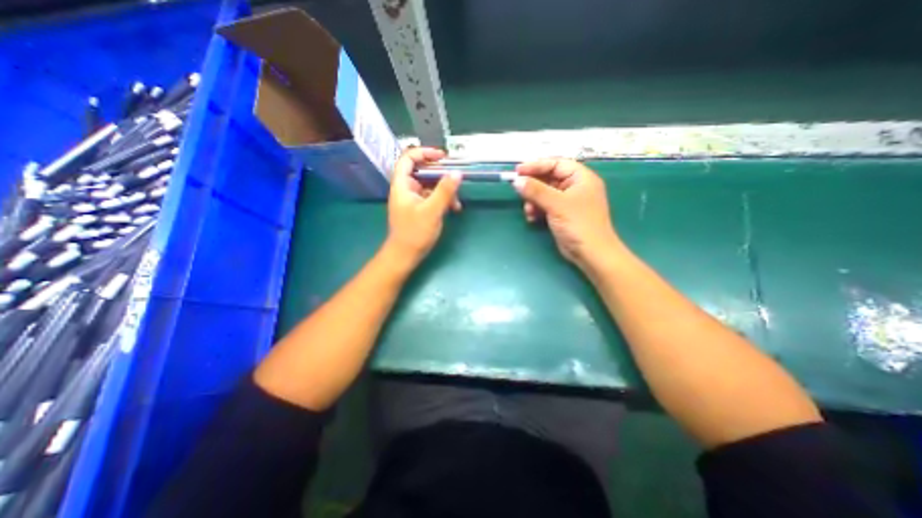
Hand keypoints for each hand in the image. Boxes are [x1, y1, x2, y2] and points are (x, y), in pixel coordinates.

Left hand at [385, 145, 465, 265]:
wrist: (406, 255)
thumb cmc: (415, 233)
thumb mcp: (432, 211)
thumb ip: (444, 191)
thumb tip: (457, 173)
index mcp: (402, 185)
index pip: (408, 158)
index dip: (424, 152)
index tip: (442, 157)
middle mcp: (406, 188)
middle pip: (422, 171)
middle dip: (440, 174)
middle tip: (455, 177)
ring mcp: (413, 199)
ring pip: (429, 185)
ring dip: (444, 190)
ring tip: (456, 201)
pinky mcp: (419, 208)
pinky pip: (432, 197)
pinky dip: (443, 199)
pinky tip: (454, 208)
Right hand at [516, 158, 622, 271]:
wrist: (590, 253)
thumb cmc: (578, 224)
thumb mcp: (556, 204)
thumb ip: (536, 190)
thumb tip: (517, 181)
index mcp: (581, 178)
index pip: (556, 164)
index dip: (536, 166)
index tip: (518, 171)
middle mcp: (575, 187)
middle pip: (549, 178)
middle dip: (533, 187)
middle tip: (519, 191)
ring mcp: (568, 201)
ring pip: (544, 193)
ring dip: (533, 201)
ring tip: (528, 211)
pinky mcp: (562, 214)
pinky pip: (545, 206)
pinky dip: (537, 210)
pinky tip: (531, 218)